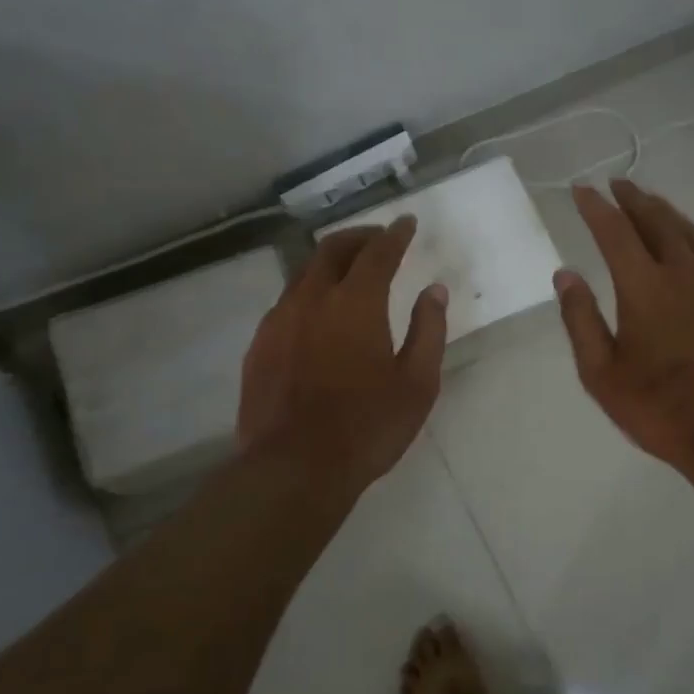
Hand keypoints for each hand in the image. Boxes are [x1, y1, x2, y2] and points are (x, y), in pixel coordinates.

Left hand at [237, 217, 447, 494]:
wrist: (294, 469)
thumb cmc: (368, 427)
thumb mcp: (417, 383)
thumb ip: (429, 330)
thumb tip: (434, 291)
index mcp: (356, 303)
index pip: (378, 252)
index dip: (395, 234)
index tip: (407, 223)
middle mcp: (312, 300)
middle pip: (332, 249)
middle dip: (359, 237)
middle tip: (379, 239)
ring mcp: (279, 321)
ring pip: (303, 273)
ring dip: (330, 263)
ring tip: (349, 272)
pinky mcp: (259, 346)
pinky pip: (286, 303)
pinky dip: (308, 293)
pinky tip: (318, 314)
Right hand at [554, 180, 693, 475]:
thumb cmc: (660, 409)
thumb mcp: (602, 375)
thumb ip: (581, 320)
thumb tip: (565, 274)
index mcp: (646, 289)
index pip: (615, 232)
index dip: (596, 208)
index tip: (581, 190)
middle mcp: (685, 273)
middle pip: (657, 221)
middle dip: (633, 199)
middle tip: (616, 185)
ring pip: (689, 232)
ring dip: (664, 212)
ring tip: (647, 202)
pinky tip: (690, 238)